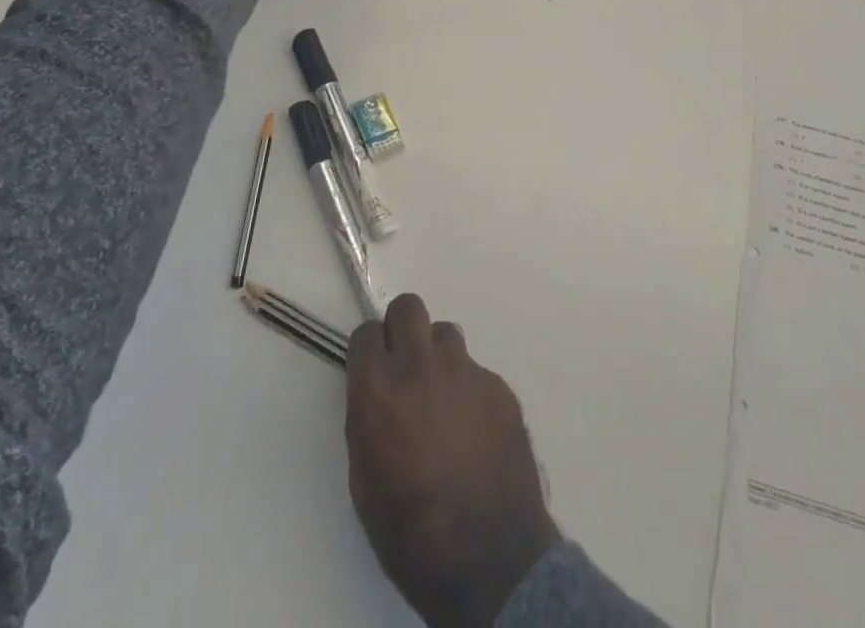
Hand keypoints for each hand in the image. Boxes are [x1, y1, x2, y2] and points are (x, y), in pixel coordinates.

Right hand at [347, 295, 559, 627]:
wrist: (487, 557)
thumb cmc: (410, 532)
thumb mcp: (364, 481)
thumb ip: (368, 421)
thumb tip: (378, 398)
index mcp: (379, 388)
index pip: (366, 332)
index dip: (368, 350)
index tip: (372, 370)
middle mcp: (421, 364)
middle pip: (408, 307)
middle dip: (403, 329)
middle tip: (406, 366)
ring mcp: (465, 371)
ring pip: (446, 334)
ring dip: (439, 357)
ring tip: (444, 400)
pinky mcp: (499, 386)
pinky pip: (477, 372)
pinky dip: (470, 392)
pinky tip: (475, 432)